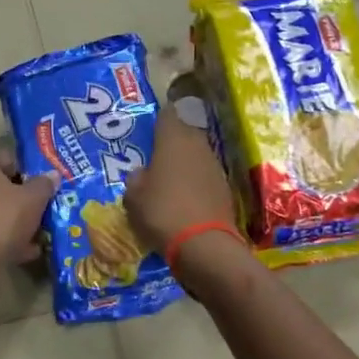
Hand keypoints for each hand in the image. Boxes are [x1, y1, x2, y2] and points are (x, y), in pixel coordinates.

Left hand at [0, 148, 57, 276]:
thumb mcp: (33, 198)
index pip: (7, 159)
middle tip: (43, 210)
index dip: (29, 172)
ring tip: (39, 235)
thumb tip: (52, 176)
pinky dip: (3, 240)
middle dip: (21, 200)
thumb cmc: (1, 217)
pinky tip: (26, 252)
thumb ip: (44, 184)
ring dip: (15, 223)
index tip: (45, 186)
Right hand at [123, 105, 238, 253]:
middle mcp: (197, 145)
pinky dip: (196, 182)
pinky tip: (185, 198)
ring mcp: (215, 166)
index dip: (158, 118)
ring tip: (169, 178)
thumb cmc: (162, 212)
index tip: (149, 128)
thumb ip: (136, 179)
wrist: (204, 245)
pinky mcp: (225, 188)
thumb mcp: (133, 198)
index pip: (167, 114)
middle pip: (185, 132)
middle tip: (156, 155)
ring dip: (185, 162)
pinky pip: (205, 176)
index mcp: (173, 140)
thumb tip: (141, 173)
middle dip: (172, 141)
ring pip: (197, 154)